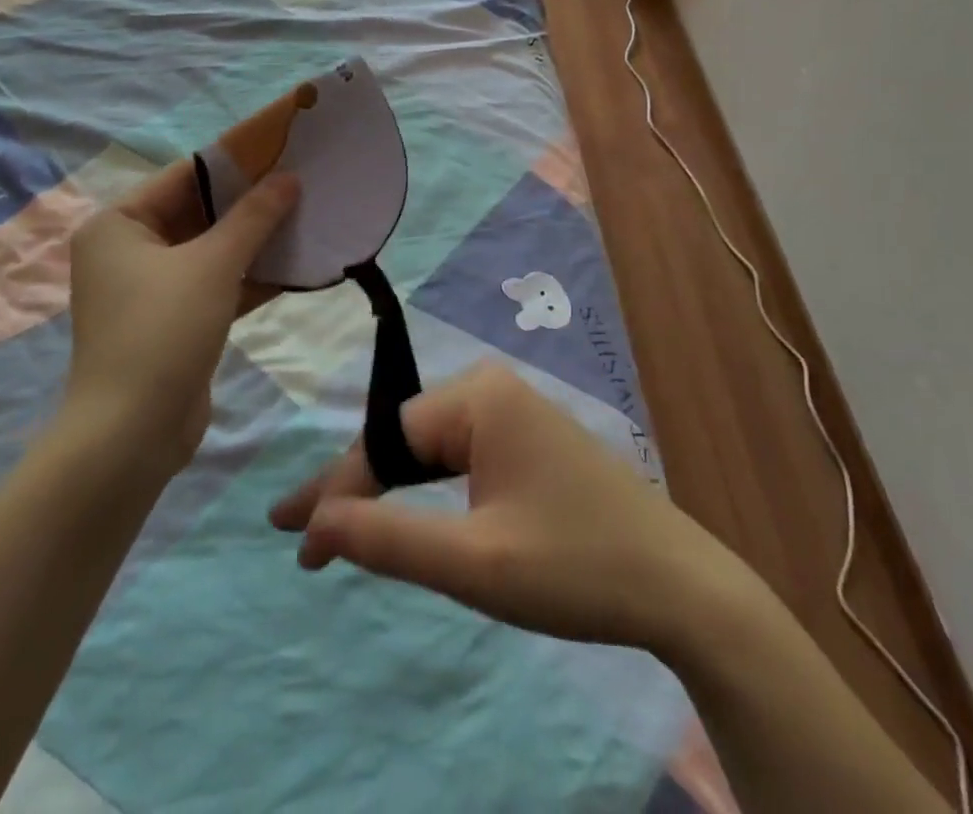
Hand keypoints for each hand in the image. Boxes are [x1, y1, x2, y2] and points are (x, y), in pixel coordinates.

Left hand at [66, 161, 297, 471]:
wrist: (132, 435)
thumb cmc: (163, 330)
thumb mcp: (213, 264)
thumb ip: (254, 217)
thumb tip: (289, 177)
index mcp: (119, 224)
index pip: (184, 176)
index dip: (235, 162)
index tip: (282, 149)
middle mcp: (128, 250)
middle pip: (199, 212)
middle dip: (250, 203)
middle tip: (301, 183)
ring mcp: (150, 289)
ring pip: (211, 250)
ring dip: (255, 240)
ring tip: (307, 218)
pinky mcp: (174, 321)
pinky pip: (215, 284)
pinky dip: (249, 275)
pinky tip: (295, 265)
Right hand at [268, 364, 753, 659]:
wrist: (679, 585)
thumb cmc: (575, 568)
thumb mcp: (474, 564)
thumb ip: (389, 539)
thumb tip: (315, 523)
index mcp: (479, 398)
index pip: (386, 439)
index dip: (337, 492)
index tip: (293, 540)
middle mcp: (491, 388)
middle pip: (403, 438)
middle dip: (354, 487)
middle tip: (300, 533)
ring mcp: (513, 410)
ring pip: (428, 449)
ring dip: (385, 488)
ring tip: (336, 525)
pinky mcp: (527, 437)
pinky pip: (458, 455)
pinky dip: (424, 488)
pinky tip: (401, 507)